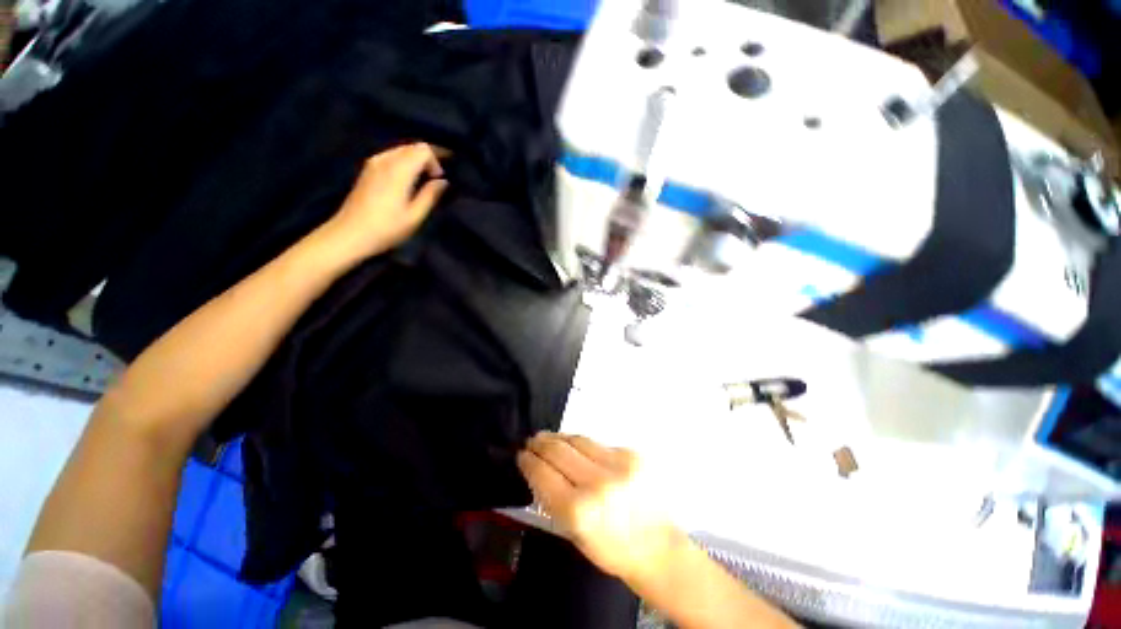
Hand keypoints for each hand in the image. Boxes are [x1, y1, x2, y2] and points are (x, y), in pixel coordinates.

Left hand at [318, 143, 448, 259]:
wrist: (350, 234)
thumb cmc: (386, 228)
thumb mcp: (415, 216)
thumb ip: (430, 195)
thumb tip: (443, 181)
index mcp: (399, 170)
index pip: (423, 149)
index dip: (437, 160)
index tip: (441, 179)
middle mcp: (385, 160)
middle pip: (412, 146)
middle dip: (429, 157)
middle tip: (439, 176)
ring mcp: (374, 163)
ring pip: (402, 149)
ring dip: (416, 159)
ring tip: (426, 177)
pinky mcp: (368, 169)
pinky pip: (392, 155)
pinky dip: (404, 161)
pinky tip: (408, 178)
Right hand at [517, 433, 683, 581]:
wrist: (657, 546)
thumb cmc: (611, 548)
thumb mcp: (573, 532)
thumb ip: (553, 499)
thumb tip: (538, 468)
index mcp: (579, 511)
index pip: (543, 473)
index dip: (528, 461)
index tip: (521, 455)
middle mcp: (597, 482)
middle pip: (558, 450)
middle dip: (540, 443)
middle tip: (532, 440)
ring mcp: (618, 464)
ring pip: (578, 440)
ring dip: (559, 437)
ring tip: (549, 437)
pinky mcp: (632, 453)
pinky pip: (598, 443)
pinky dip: (583, 445)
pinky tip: (577, 448)